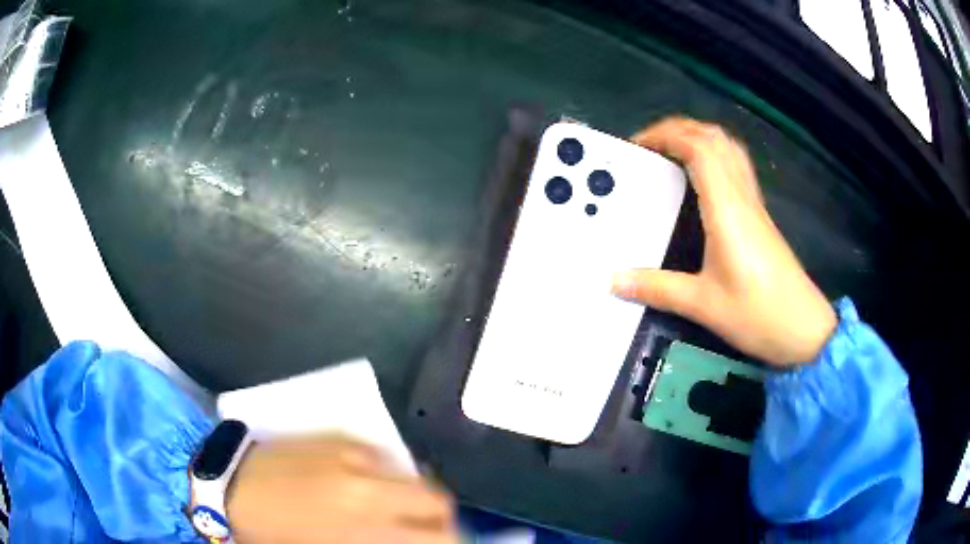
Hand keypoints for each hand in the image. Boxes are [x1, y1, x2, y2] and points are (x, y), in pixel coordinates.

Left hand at [226, 435, 458, 543]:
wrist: (231, 487)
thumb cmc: (278, 535)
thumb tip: (405, 539)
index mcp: (368, 528)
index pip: (440, 534)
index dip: (450, 540)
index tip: (441, 542)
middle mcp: (370, 488)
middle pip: (437, 498)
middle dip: (437, 516)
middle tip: (420, 526)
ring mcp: (354, 456)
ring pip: (413, 473)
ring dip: (409, 492)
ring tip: (388, 504)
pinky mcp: (337, 437)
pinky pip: (381, 455)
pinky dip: (384, 471)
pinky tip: (362, 480)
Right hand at [612, 117, 836, 366]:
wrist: (803, 328)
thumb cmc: (757, 314)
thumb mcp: (703, 305)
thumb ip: (657, 289)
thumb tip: (614, 280)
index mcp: (727, 209)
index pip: (698, 148)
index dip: (666, 135)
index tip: (637, 144)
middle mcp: (742, 197)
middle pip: (714, 137)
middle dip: (678, 129)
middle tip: (649, 144)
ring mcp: (754, 204)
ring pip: (728, 148)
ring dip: (698, 137)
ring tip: (671, 150)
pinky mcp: (760, 215)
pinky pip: (736, 167)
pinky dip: (714, 155)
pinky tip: (701, 176)